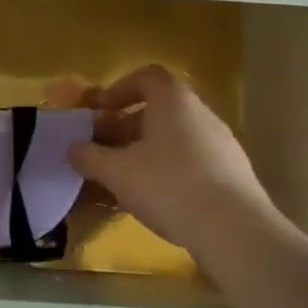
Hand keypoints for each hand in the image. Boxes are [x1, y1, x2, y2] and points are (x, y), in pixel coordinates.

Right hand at [68, 65, 284, 265]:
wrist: (233, 231)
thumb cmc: (168, 186)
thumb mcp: (116, 171)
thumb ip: (89, 156)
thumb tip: (73, 149)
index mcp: (174, 101)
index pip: (147, 76)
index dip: (119, 89)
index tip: (100, 112)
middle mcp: (202, 115)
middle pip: (159, 109)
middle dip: (126, 126)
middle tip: (104, 150)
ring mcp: (222, 145)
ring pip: (175, 138)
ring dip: (146, 152)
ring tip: (124, 179)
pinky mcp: (233, 175)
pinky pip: (192, 162)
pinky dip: (169, 172)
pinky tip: (155, 200)